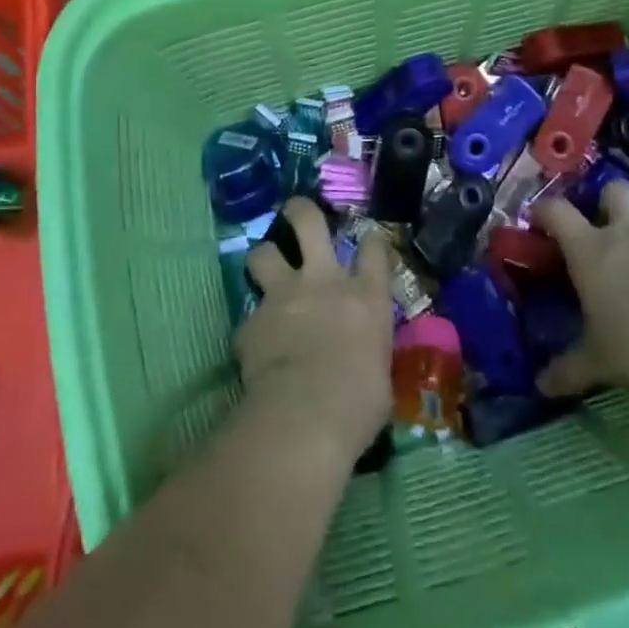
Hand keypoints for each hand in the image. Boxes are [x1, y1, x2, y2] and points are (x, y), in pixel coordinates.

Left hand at [239, 198, 393, 469]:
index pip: (374, 248)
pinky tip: (255, 346)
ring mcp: (283, 296)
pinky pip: (249, 317)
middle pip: (309, 223)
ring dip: (264, 259)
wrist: (305, 417)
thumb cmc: (359, 404)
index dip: (371, 240)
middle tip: (295, 210)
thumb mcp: (380, 374)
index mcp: (366, 296)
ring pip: (263, 253)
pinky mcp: (251, 323)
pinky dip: (253, 328)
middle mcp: (324, 282)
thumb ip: (368, 350)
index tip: (368, 240)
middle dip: (300, 210)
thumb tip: (363, 358)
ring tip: (265, 269)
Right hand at [531, 180, 628, 397]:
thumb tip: (540, 386)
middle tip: (605, 227)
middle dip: (606, 200)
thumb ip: (569, 370)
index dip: (544, 210)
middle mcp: (626, 232)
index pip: (556, 211)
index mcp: (591, 249)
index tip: (538, 219)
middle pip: (613, 190)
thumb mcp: (599, 361)